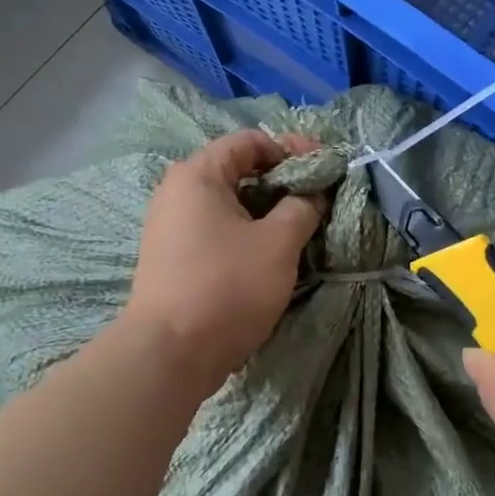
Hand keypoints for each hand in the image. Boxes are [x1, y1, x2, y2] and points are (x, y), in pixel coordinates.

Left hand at [122, 130, 324, 381]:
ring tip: (300, 225)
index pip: (250, 141)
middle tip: (317, 196)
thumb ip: (302, 207)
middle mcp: (177, 191)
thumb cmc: (227, 286)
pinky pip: (215, 228)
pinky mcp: (172, 256)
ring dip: (266, 208)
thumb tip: (312, 194)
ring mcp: (170, 225)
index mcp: (198, 175)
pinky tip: (270, 250)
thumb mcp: (278, 242)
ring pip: (228, 203)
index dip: (292, 148)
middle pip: (237, 170)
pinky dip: (246, 230)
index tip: (325, 166)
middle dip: (281, 180)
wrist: (169, 354)